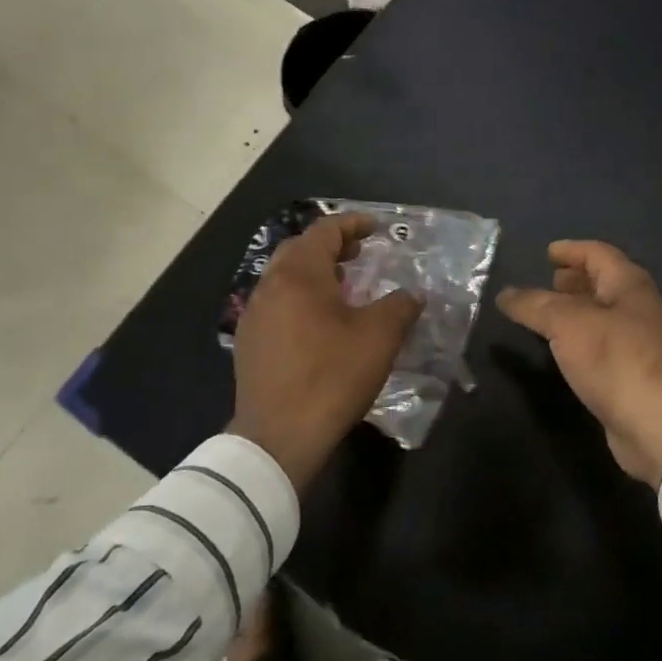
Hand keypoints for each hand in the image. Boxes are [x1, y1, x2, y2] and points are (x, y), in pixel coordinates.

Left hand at [232, 212, 420, 492]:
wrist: (278, 436)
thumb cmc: (331, 377)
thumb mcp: (379, 338)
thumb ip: (400, 306)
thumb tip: (413, 294)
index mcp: (299, 275)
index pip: (324, 231)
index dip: (352, 224)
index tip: (376, 226)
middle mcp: (269, 286)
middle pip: (300, 250)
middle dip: (331, 245)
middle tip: (360, 252)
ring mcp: (253, 315)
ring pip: (285, 277)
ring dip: (315, 272)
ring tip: (344, 285)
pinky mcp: (248, 342)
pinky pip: (276, 303)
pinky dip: (300, 297)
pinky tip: (319, 322)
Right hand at [498, 241, 661, 487]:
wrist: (657, 423)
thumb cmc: (615, 360)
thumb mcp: (567, 324)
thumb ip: (535, 306)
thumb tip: (505, 294)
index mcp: (629, 285)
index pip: (599, 254)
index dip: (572, 250)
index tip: (548, 252)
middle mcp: (638, 307)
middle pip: (604, 282)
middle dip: (576, 279)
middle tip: (548, 280)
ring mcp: (639, 341)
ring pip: (603, 314)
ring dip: (576, 309)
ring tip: (547, 313)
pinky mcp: (633, 372)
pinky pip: (602, 342)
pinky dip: (580, 337)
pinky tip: (562, 348)